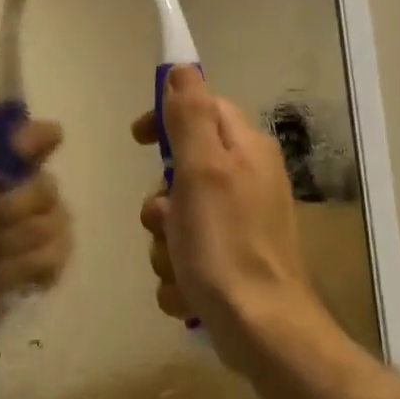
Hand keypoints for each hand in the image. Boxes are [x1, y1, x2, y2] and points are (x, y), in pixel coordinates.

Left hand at [0, 110, 72, 348]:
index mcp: (17, 170)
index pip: (44, 138)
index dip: (36, 138)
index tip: (16, 148)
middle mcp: (42, 193)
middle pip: (47, 187)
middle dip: (14, 205)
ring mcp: (54, 229)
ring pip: (50, 224)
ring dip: (12, 239)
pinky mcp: (55, 264)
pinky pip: (52, 256)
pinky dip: (22, 265)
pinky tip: (2, 270)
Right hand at [133, 66, 326, 372]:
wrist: (260, 329)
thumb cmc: (226, 245)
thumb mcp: (202, 171)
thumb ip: (191, 117)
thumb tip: (182, 68)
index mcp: (245, 151)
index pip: (202, 108)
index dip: (167, 119)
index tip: (139, 140)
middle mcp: (246, 181)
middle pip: (181, 171)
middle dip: (161, 203)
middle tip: (166, 222)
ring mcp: (239, 225)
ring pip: (176, 219)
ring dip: (165, 245)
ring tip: (180, 266)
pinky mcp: (230, 263)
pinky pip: (186, 256)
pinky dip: (179, 274)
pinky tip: (189, 292)